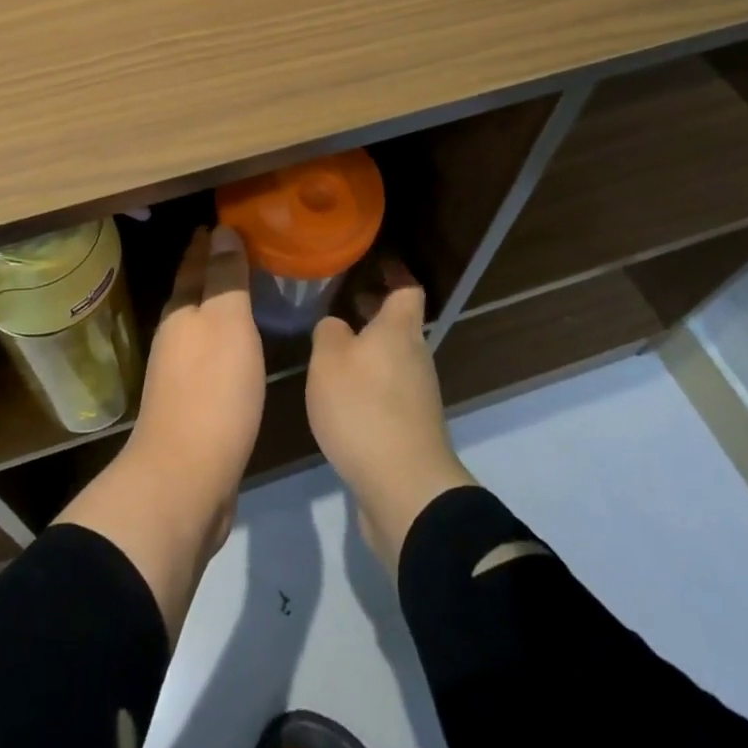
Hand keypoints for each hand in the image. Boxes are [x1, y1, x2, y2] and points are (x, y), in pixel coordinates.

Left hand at [55, 224, 263, 639]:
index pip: (193, 264)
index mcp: (181, 312)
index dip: (207, 243)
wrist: (185, 478)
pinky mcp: (191, 405)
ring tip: (243, 292)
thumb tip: (221, 230)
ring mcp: (178, 373)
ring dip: (216, 305)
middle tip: (238, 249)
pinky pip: (209, 356)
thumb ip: (225, 278)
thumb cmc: (212, 391)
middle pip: (192, 292)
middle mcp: (174, 336)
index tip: (224, 221)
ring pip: (199, 324)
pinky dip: (223, 340)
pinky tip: (239, 348)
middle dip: (209, 270)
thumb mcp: (226, 324)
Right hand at [306, 259, 474, 572]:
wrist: (404, 488)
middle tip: (342, 300)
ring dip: (370, 348)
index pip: (406, 288)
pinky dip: (370, 382)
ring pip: (393, 358)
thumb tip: (337, 326)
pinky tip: (342, 394)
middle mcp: (415, 357)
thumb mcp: (329, 359)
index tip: (375, 259)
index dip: (394, 271)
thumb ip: (329, 332)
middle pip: (399, 324)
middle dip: (374, 311)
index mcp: (399, 330)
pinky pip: (389, 390)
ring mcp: (417, 395)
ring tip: (333, 347)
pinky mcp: (411, 428)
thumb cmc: (364, 408)